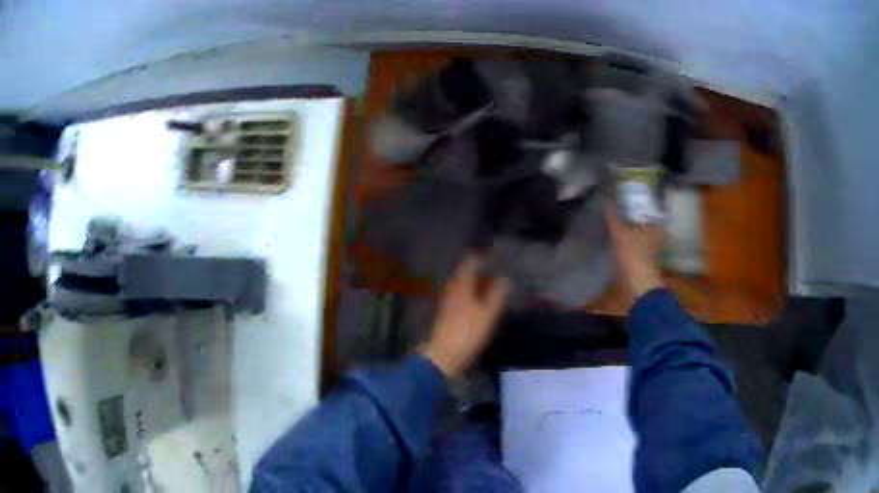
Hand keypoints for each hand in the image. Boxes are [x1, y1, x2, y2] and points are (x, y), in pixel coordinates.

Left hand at [420, 255, 509, 376]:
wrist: (443, 356)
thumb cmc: (467, 333)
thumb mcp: (488, 314)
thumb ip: (497, 294)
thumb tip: (505, 278)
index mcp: (461, 285)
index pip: (470, 262)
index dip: (481, 257)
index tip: (494, 255)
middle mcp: (452, 289)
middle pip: (465, 274)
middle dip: (479, 271)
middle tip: (495, 270)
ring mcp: (447, 302)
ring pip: (462, 287)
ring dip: (474, 285)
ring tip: (490, 286)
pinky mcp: (446, 315)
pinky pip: (460, 298)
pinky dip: (470, 296)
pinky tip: (478, 303)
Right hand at [605, 201, 664, 298]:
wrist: (639, 288)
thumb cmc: (634, 256)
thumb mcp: (620, 234)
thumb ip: (613, 217)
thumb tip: (607, 197)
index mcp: (657, 228)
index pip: (651, 210)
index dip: (640, 203)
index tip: (629, 198)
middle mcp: (658, 238)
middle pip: (646, 223)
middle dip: (635, 217)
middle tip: (621, 208)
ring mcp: (653, 252)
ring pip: (642, 235)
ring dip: (632, 231)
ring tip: (618, 223)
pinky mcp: (646, 263)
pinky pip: (638, 247)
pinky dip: (631, 243)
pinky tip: (620, 241)